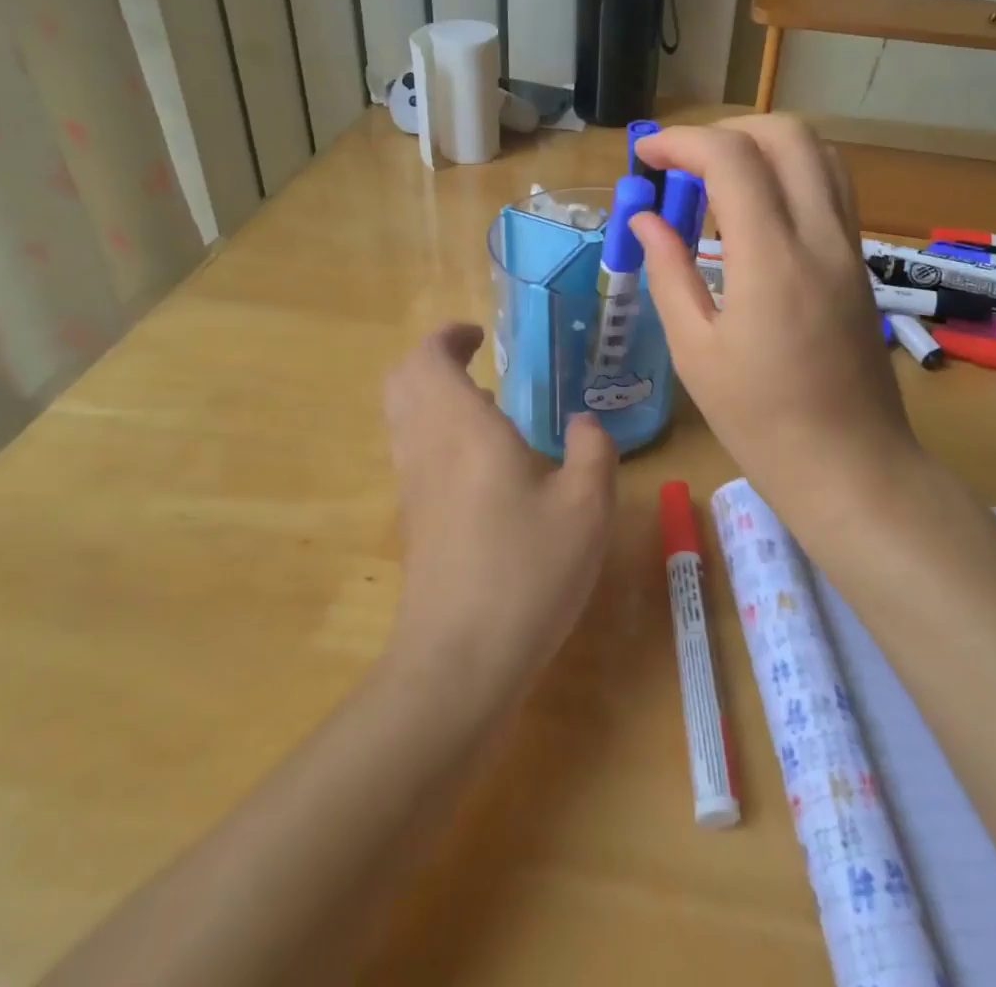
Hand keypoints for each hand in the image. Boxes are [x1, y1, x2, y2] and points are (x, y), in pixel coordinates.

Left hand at [381, 324, 616, 700]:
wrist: (459, 661)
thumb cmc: (527, 572)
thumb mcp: (586, 508)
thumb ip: (592, 451)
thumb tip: (584, 423)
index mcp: (463, 428)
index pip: (428, 357)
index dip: (448, 336)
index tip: (480, 334)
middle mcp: (426, 446)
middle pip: (402, 381)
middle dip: (433, 360)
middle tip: (477, 361)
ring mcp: (412, 485)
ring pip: (402, 416)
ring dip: (434, 396)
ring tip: (487, 407)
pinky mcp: (412, 519)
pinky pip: (412, 450)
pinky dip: (436, 432)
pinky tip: (484, 463)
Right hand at [630, 116, 924, 527]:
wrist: (852, 466)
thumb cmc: (761, 422)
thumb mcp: (695, 352)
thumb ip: (668, 273)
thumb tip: (646, 220)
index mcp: (772, 261)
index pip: (731, 160)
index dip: (681, 142)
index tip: (645, 156)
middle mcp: (820, 237)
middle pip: (786, 134)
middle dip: (726, 131)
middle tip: (683, 165)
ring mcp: (849, 247)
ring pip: (818, 153)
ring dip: (763, 147)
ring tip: (718, 182)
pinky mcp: (859, 263)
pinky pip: (831, 189)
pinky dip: (790, 174)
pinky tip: (756, 212)